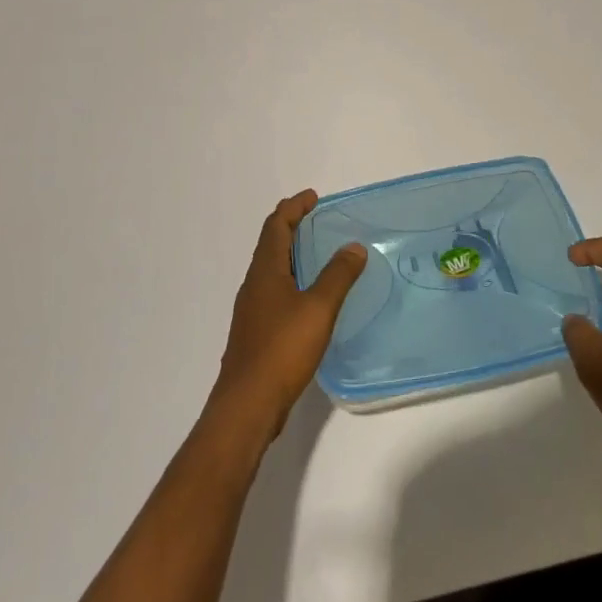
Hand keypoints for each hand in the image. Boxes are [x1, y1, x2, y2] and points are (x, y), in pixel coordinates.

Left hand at [211, 190, 366, 440]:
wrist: (247, 404)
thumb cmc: (282, 349)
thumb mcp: (318, 308)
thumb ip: (337, 276)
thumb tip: (353, 246)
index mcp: (265, 271)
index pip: (276, 226)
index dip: (293, 208)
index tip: (313, 197)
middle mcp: (254, 285)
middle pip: (270, 245)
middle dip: (291, 227)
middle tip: (316, 219)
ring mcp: (252, 310)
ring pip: (271, 270)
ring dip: (291, 255)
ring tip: (317, 254)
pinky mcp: (256, 333)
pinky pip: (274, 292)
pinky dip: (291, 281)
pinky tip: (308, 298)